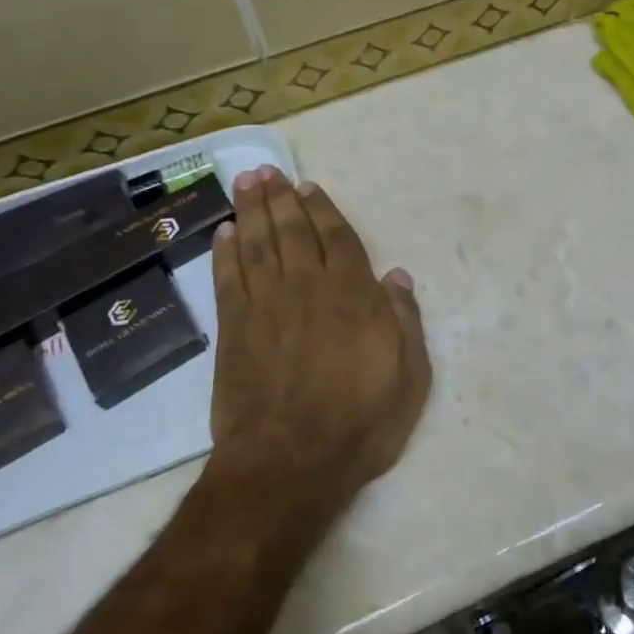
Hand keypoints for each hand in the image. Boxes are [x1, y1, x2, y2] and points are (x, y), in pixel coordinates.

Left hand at [209, 167, 430, 496]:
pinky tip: (223, 234)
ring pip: (257, 245)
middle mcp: (308, 288)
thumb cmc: (360, 420)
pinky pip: (228, 279)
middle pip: (292, 231)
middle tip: (267, 171)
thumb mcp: (410, 375)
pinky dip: (224, 253)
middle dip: (280, 198)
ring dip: (251, 211)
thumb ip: (405, 320)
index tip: (309, 187)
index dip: (323, 210)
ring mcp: (266, 306)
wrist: (290, 462)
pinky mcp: (234, 330)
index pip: (338, 238)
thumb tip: (397, 276)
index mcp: (352, 295)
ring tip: (245, 183)